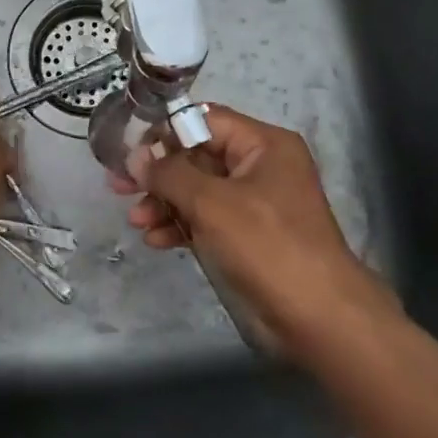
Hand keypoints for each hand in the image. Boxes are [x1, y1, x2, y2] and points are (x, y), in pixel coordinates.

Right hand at [112, 105, 395, 350]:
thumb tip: (135, 156)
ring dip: (164, 203)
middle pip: (197, 156)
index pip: (204, 120)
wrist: (319, 317)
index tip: (128, 151)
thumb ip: (170, 174)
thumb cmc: (267, 246)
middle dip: (158, 174)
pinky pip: (207, 219)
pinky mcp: (249, 235)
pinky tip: (156, 240)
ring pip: (198, 190)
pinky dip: (182, 225)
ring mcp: (255, 202)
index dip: (164, 132)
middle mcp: (260, 166)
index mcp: (263, 144)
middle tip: (118, 186)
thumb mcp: (212, 203)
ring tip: (136, 221)